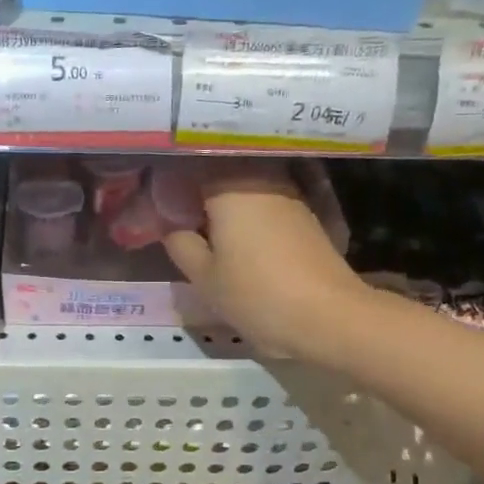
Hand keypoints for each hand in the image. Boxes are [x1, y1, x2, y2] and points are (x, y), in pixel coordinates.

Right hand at [162, 162, 367, 358]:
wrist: (328, 315)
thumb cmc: (256, 294)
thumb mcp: (204, 277)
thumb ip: (180, 244)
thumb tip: (170, 224)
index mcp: (229, 187)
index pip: (189, 169)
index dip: (170, 184)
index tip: (156, 203)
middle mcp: (261, 179)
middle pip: (221, 172)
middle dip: (199, 189)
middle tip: (178, 214)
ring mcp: (288, 195)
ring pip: (246, 185)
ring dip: (225, 201)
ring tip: (205, 226)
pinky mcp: (306, 215)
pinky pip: (266, 201)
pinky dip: (249, 212)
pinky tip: (239, 236)